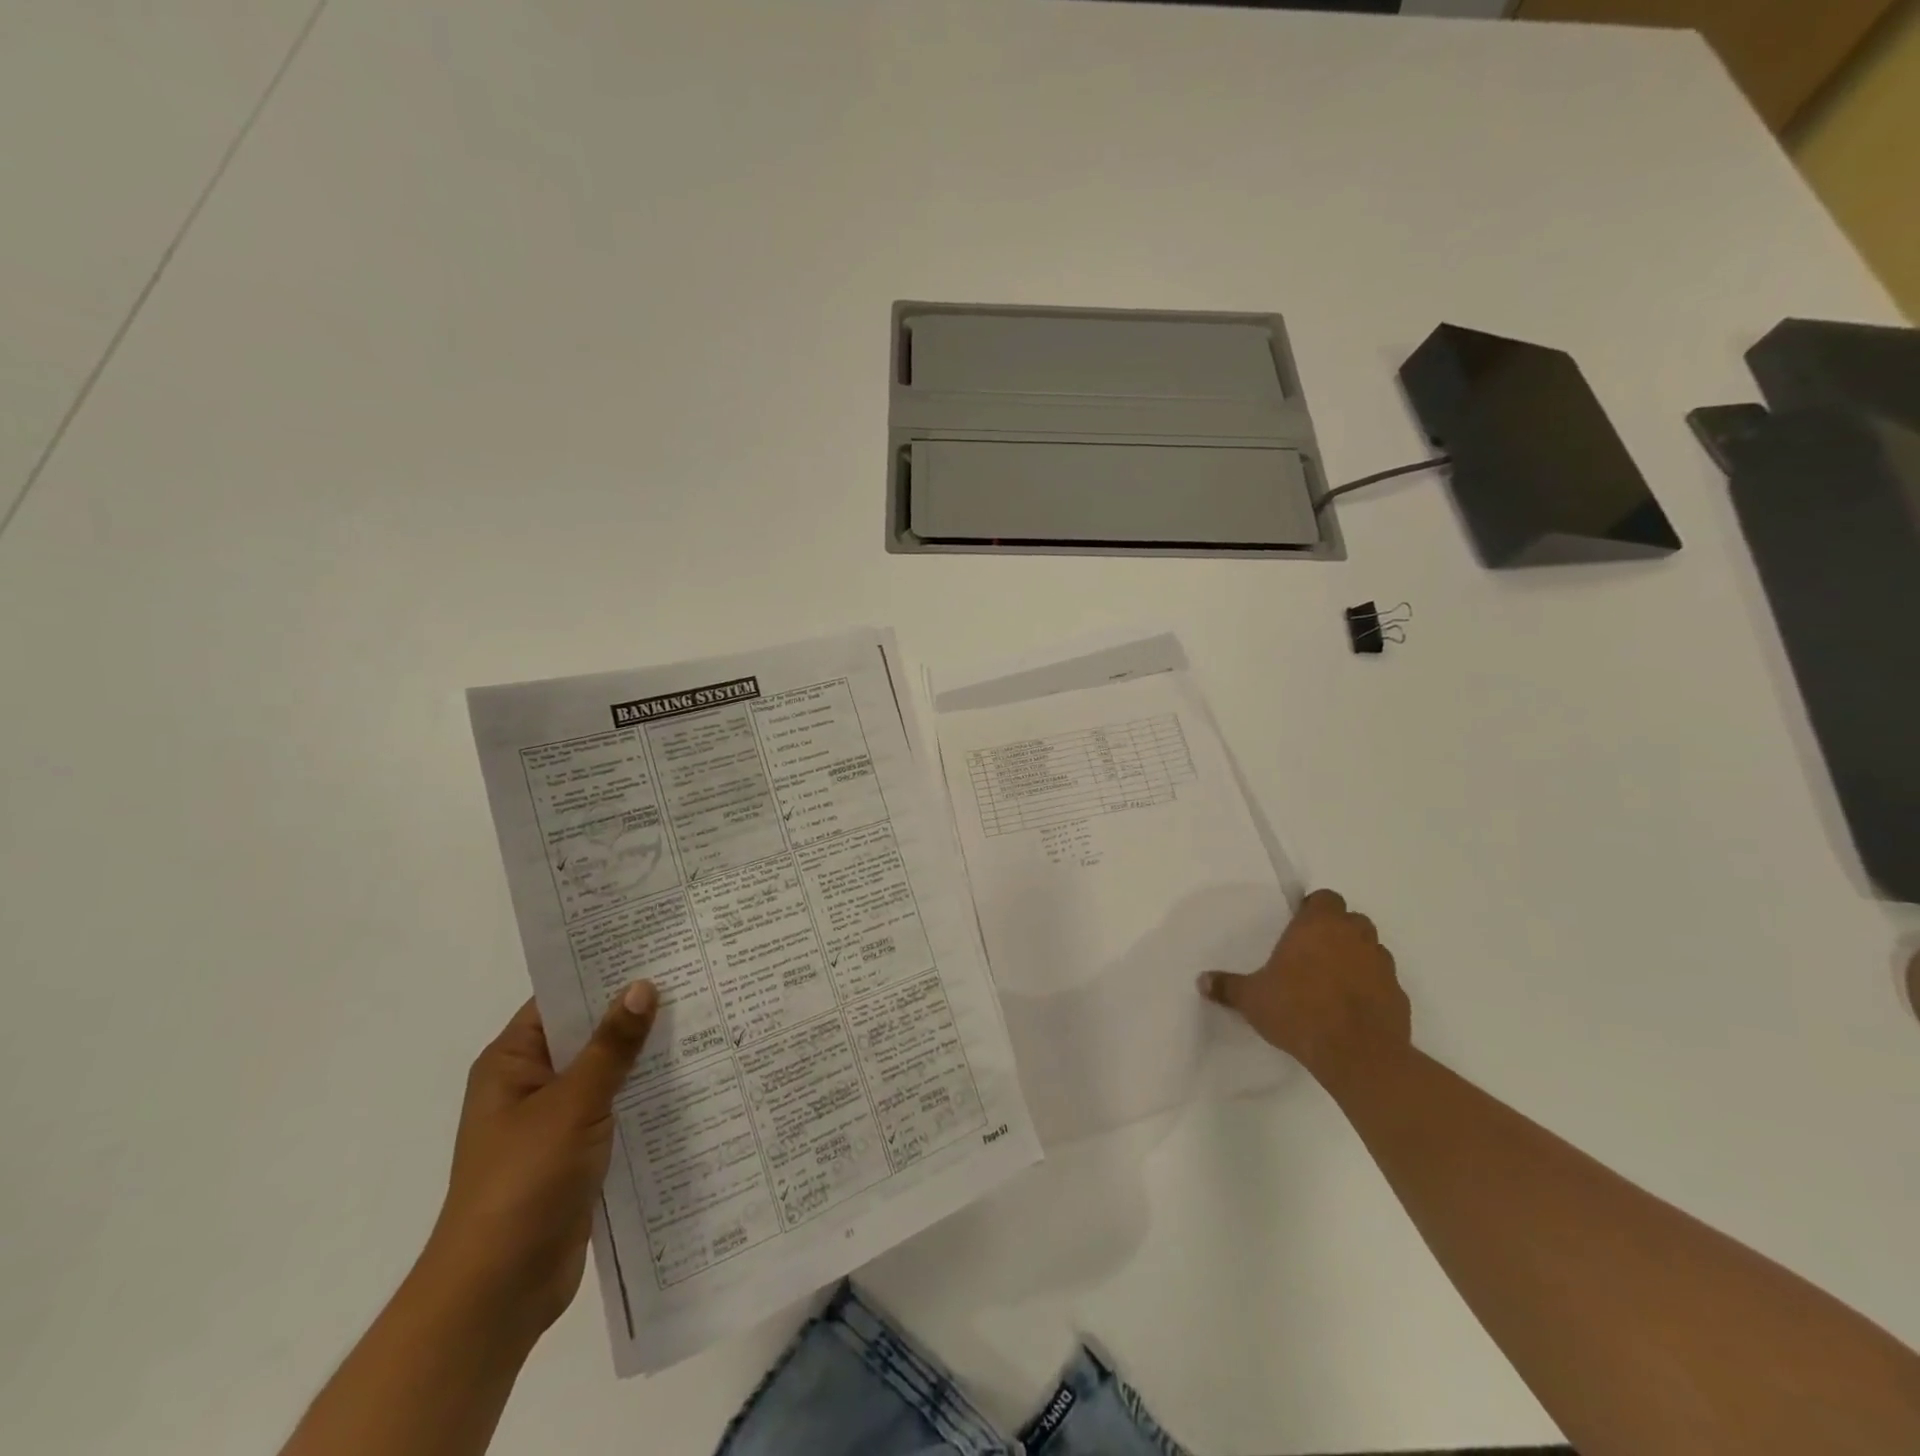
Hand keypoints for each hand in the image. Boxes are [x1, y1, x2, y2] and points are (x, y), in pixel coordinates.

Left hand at [420, 983, 657, 1344]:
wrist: (498, 1291)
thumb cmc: (523, 1183)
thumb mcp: (572, 1104)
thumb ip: (611, 1046)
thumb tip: (643, 985)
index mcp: (512, 1062)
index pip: (561, 998)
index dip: (604, 971)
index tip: (655, 947)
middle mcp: (532, 1084)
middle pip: (589, 1033)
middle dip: (635, 1011)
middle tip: (693, 977)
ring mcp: (555, 1120)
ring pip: (608, 1071)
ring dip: (646, 1054)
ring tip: (705, 1018)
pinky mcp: (579, 1152)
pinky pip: (618, 1107)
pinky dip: (647, 1094)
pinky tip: (693, 1077)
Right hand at [1199, 889, 1410, 1087]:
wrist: (1358, 1054)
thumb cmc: (1299, 1011)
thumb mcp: (1253, 999)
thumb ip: (1228, 987)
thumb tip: (1201, 980)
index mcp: (1319, 925)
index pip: (1325, 898)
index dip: (1314, 909)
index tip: (1299, 927)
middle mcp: (1355, 936)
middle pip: (1351, 920)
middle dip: (1336, 932)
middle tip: (1313, 953)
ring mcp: (1383, 966)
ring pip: (1371, 950)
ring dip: (1356, 958)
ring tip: (1333, 983)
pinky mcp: (1400, 996)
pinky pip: (1384, 983)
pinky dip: (1371, 989)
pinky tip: (1352, 1010)